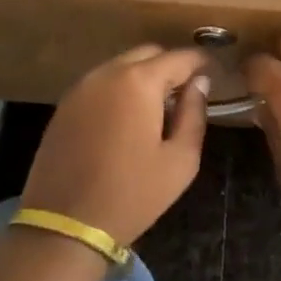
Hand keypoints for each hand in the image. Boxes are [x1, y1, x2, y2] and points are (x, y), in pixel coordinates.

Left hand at [22, 45, 210, 247]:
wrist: (64, 226)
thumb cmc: (132, 194)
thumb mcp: (180, 160)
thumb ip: (194, 114)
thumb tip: (199, 83)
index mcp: (139, 81)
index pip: (180, 57)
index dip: (202, 62)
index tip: (216, 75)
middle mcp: (107, 72)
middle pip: (148, 54)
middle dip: (171, 67)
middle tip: (186, 95)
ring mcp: (81, 87)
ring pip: (122, 66)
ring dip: (143, 78)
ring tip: (157, 110)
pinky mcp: (64, 105)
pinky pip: (101, 84)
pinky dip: (119, 90)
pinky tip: (126, 120)